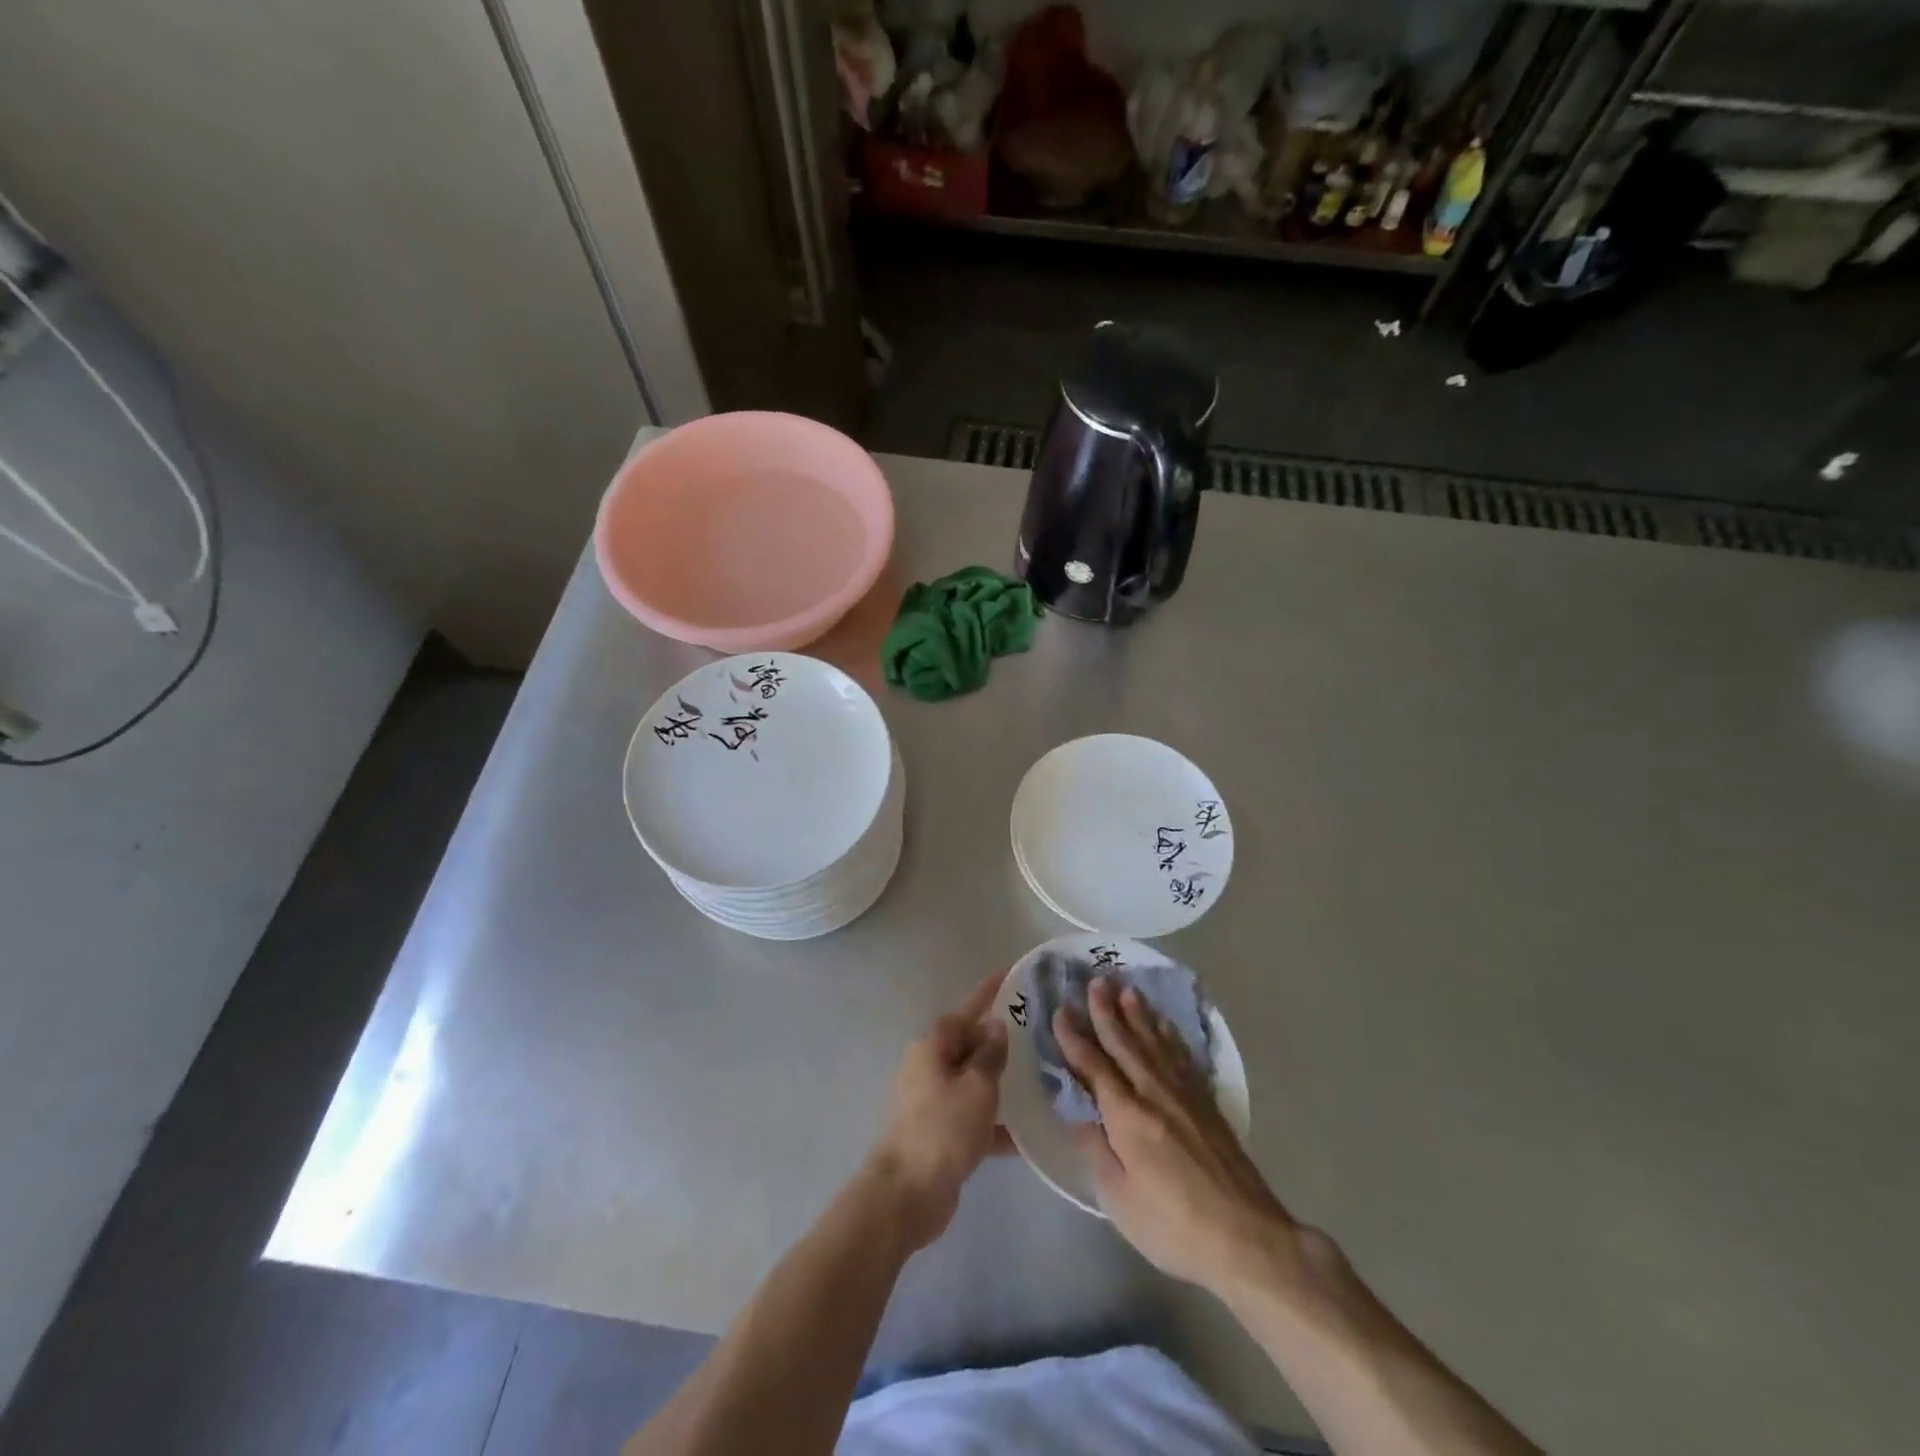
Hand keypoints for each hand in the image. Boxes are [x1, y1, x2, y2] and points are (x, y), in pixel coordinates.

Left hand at [869, 969, 1010, 1249]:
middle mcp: (930, 1067)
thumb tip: (994, 1026)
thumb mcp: (977, 1086)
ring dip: (1001, 1083)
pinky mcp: (940, 1134)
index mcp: (933, 1047)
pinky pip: (974, 1118)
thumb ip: (990, 1054)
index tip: (1009, 974)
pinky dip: (996, 1124)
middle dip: (999, 1041)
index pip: (967, 1010)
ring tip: (1041, 1079)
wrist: (907, 1195)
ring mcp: (933, 1101)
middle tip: (1036, 1033)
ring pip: (974, 1082)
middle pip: (970, 1045)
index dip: (988, 992)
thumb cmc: (943, 1129)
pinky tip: (1028, 1134)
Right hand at [1054, 976, 1297, 1298]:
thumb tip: (1078, 1116)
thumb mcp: (1120, 1199)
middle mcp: (1154, 1093)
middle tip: (1096, 980)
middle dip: (1107, 1011)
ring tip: (1127, 989)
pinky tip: (1165, 1026)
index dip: (1074, 1037)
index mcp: (1127, 1115)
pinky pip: (1183, 1057)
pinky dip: (1170, 1036)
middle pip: (1125, 1043)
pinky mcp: (1207, 1105)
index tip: (1061, 1010)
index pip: (1093, 1066)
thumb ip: (1097, 1151)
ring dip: (1139, 1015)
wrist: (1248, 1238)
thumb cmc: (1174, 1226)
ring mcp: (1184, 1096)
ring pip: (1155, 1043)